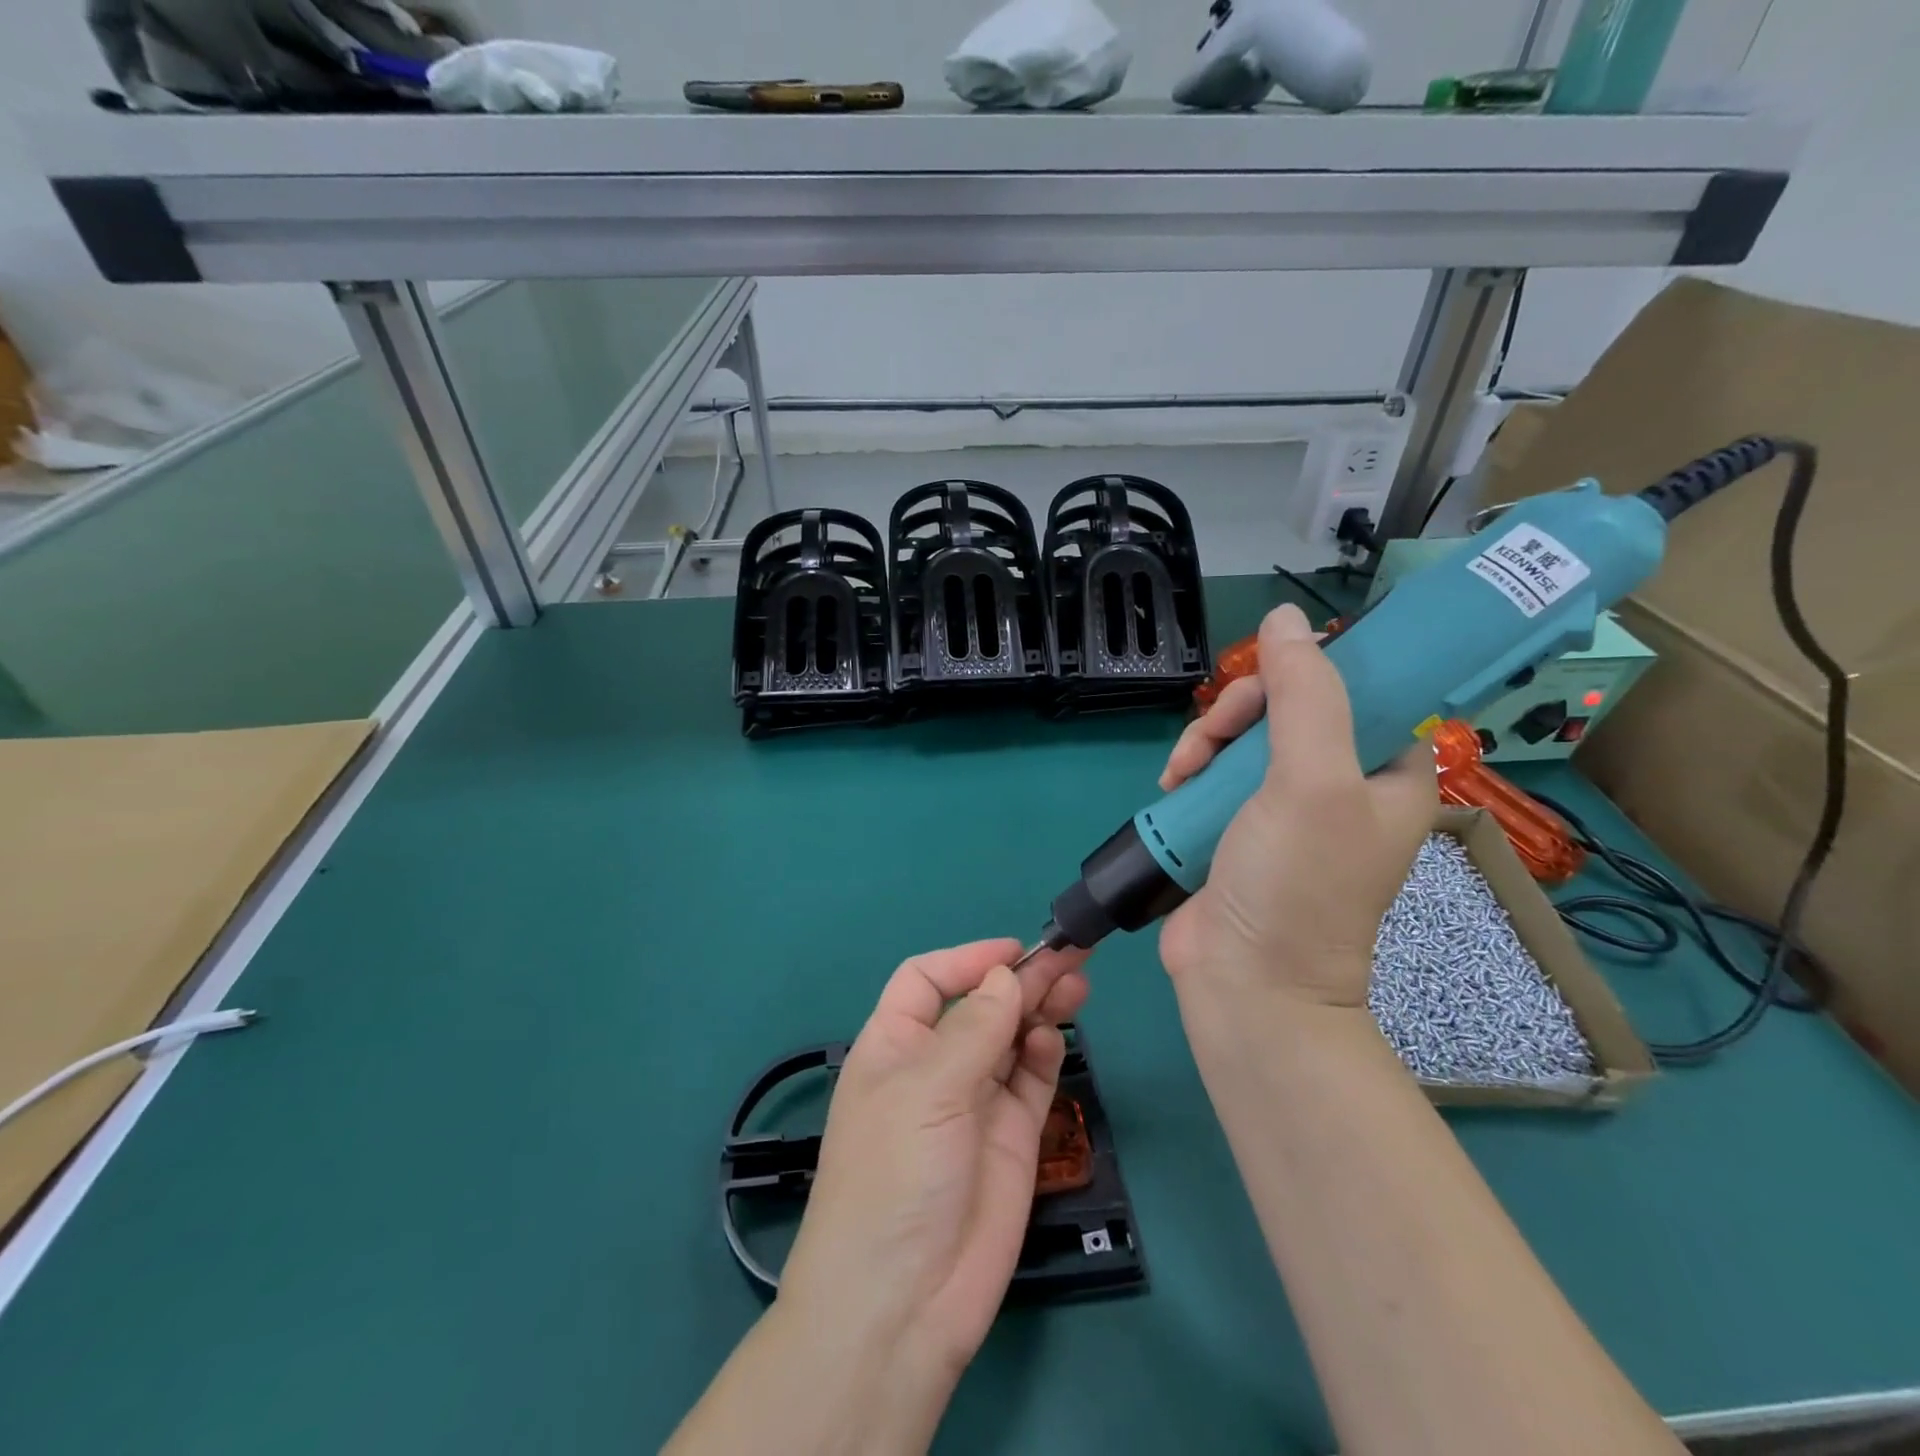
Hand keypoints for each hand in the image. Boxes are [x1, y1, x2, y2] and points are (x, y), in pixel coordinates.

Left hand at [779, 939, 1090, 1389]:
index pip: (927, 980)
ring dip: (1042, 1007)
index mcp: (895, 1043)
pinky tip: (1054, 1038)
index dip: (967, 959)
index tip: (1015, 950)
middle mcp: (935, 1065)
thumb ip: (974, 1029)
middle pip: (982, 1004)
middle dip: (1021, 979)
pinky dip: (1045, 1052)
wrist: (904, 1305)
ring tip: (1077, 983)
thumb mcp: (926, 1090)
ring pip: (1014, 1036)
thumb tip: (1007, 976)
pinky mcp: (1012, 1136)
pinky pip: (1031, 1078)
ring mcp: (976, 1101)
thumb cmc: (895, 1175)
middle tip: (1071, 957)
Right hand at [1156, 603, 1433, 1010]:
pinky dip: (1190, 771)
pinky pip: (1214, 772)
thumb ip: (1304, 696)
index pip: (1358, 688)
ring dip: (1206, 742)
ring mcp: (1283, 807)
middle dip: (1240, 712)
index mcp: (1386, 771)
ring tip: (1181, 773)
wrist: (1246, 982)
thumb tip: (1286, 619)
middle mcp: (1340, 783)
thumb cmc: (1297, 884)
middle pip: (1288, 706)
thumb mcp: (1311, 782)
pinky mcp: (1236, 825)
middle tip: (1213, 736)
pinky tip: (1172, 786)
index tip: (1266, 682)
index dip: (1310, 671)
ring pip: (1243, 736)